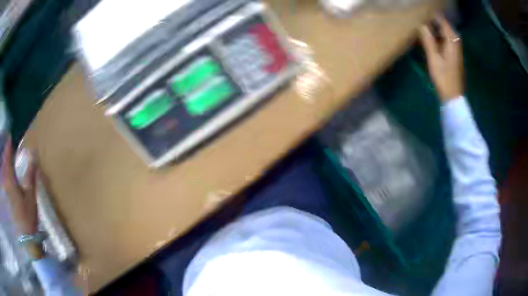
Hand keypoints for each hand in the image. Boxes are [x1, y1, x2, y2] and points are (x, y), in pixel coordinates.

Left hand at [2, 136, 38, 234]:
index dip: (8, 146)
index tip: (10, 138)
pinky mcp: (5, 200)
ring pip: (2, 173)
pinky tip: (3, 176)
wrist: (25, 240)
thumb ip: (30, 174)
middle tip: (6, 146)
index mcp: (10, 179)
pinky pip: (2, 182)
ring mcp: (4, 192)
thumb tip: (33, 154)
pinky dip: (2, 176)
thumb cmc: (27, 218)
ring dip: (2, 164)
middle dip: (4, 154)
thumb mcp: (30, 196)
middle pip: (3, 164)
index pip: (8, 157)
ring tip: (4, 159)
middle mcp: (5, 182)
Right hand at [420, 16, 463, 101]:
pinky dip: (438, 36)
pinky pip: (446, 39)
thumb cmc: (444, 78)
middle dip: (433, 20)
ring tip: (423, 25)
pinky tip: (430, 38)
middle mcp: (456, 42)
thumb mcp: (434, 58)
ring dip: (435, 28)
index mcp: (452, 41)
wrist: (453, 96)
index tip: (421, 12)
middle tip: (420, 18)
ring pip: (445, 32)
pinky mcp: (454, 54)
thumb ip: (428, 40)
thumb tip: (421, 24)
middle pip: (444, 25)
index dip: (432, 15)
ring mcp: (456, 48)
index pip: (442, 20)